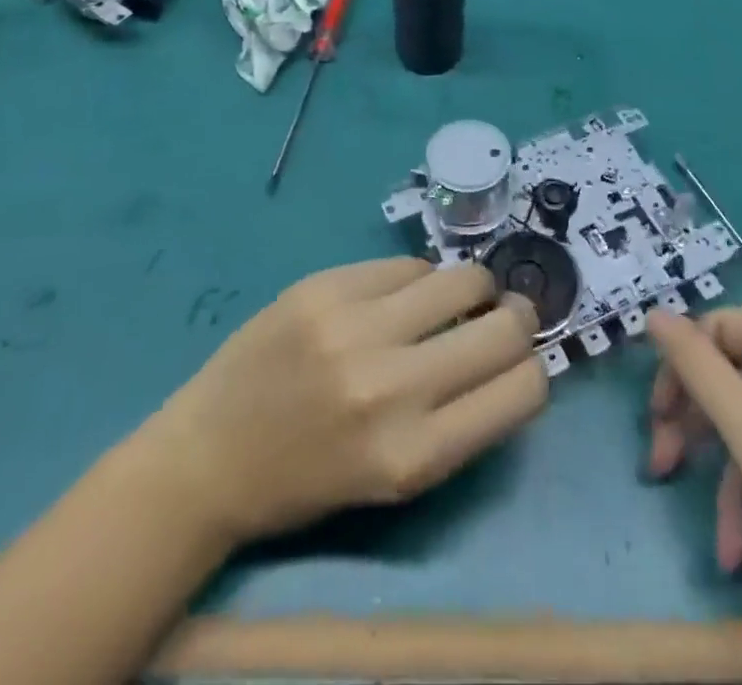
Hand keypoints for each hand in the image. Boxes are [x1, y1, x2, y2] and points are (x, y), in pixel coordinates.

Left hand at [141, 258, 547, 548]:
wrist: (208, 456)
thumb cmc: (309, 478)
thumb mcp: (397, 477)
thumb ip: (461, 419)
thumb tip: (515, 350)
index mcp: (415, 456)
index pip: (524, 388)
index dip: (533, 368)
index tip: (518, 361)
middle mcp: (393, 388)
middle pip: (506, 326)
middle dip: (516, 317)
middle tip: (499, 316)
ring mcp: (356, 328)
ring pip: (465, 277)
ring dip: (471, 287)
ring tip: (448, 299)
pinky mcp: (326, 285)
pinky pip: (409, 263)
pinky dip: (416, 279)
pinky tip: (394, 297)